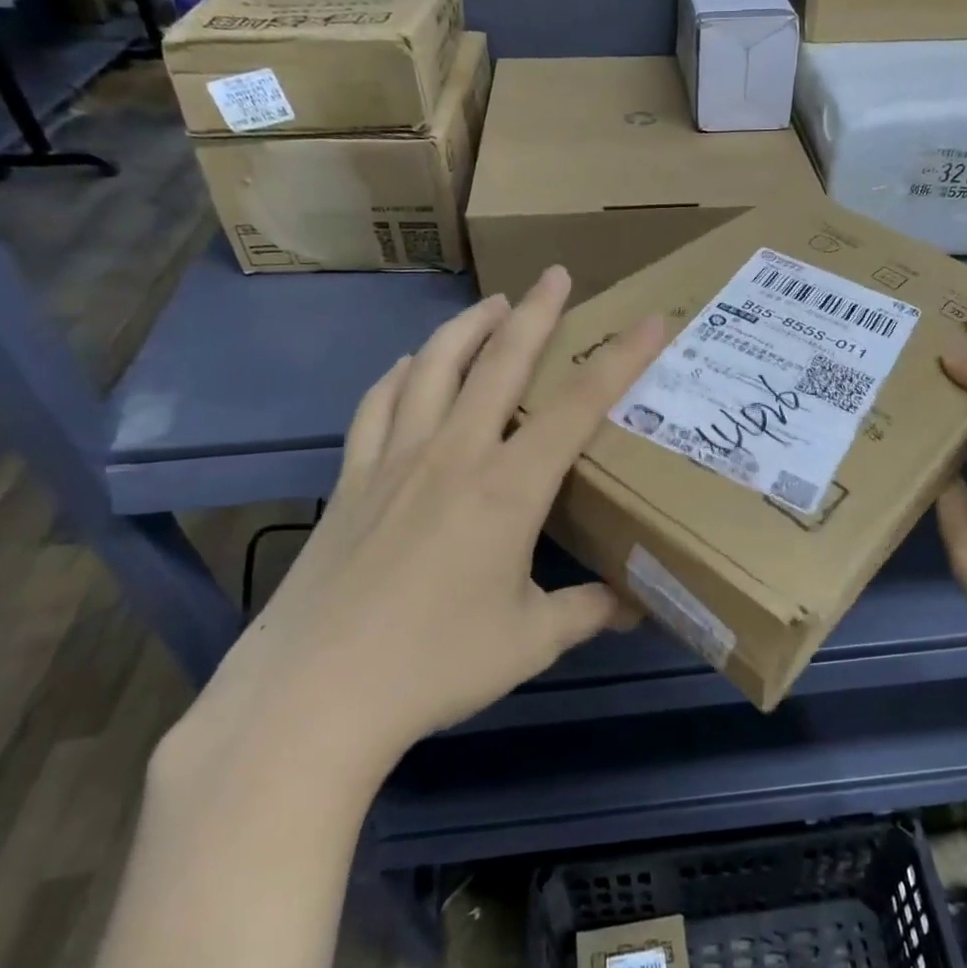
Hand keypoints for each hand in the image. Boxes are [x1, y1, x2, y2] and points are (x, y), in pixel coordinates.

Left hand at [164, 266, 665, 802]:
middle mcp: (454, 454)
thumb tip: (634, 606)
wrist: (315, 693)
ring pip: (433, 367)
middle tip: (556, 274)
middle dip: (536, 312)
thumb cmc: (435, 665)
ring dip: (467, 327)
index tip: (651, 320)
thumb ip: (588, 611)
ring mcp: (395, 459)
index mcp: (509, 488)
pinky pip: (377, 406)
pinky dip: (398, 375)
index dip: (621, 358)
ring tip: (491, 304)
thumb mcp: (530, 641)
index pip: (579, 405)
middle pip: (502, 362)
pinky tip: (406, 366)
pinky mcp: (351, 478)